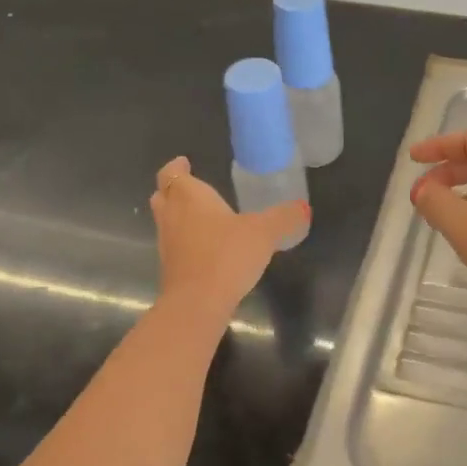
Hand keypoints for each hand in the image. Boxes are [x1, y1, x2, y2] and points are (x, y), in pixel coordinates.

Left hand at [150, 156, 306, 321]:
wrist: (197, 302)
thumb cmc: (226, 254)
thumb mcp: (264, 232)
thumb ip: (284, 218)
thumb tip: (303, 208)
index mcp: (189, 196)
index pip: (171, 173)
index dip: (176, 167)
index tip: (184, 163)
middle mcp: (172, 216)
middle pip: (163, 196)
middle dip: (174, 190)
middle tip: (192, 188)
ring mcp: (167, 244)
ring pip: (167, 222)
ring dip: (179, 217)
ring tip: (204, 218)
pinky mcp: (170, 269)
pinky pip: (175, 247)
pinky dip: (186, 242)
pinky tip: (208, 249)